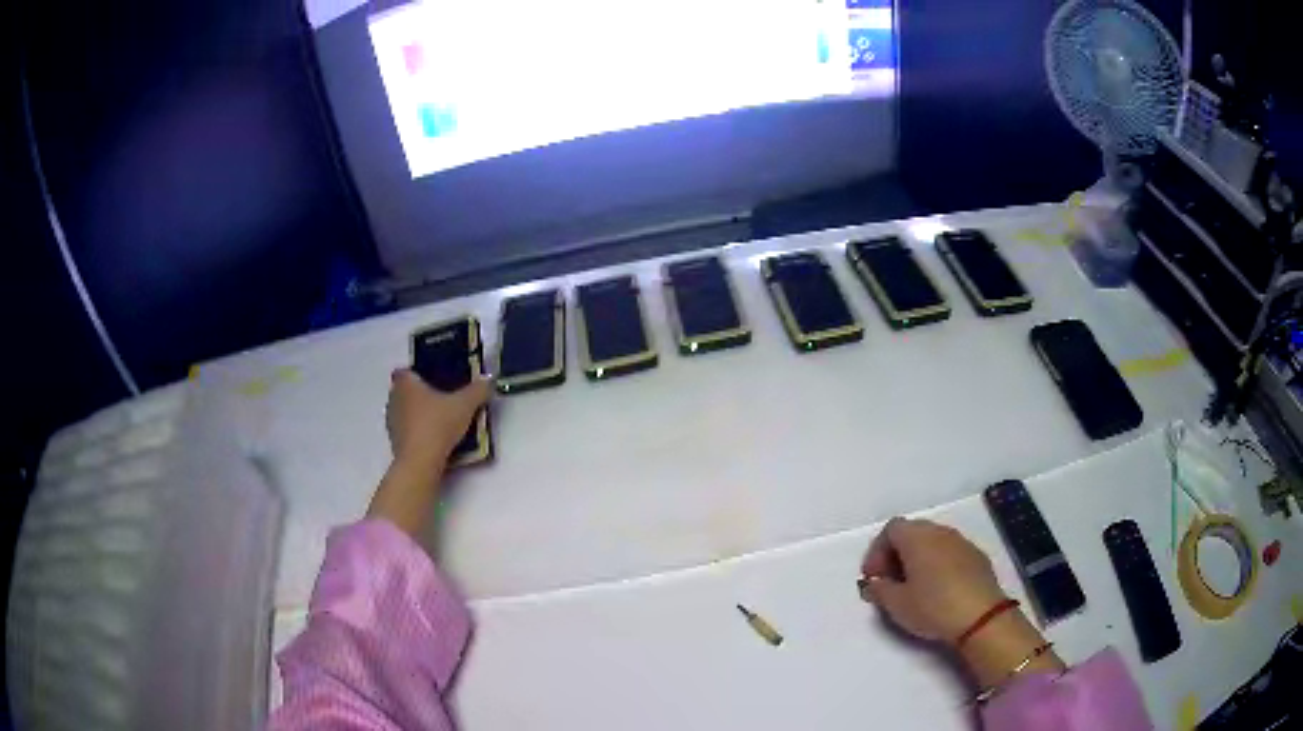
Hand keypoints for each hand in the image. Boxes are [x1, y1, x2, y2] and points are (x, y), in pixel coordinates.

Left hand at [369, 370, 490, 535]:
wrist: (420, 463)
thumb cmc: (438, 425)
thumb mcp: (465, 405)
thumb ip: (478, 390)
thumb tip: (488, 380)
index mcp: (406, 383)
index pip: (405, 371)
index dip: (417, 374)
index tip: (432, 380)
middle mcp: (394, 399)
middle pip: (405, 392)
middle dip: (420, 395)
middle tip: (441, 400)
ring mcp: (391, 423)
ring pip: (405, 412)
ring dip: (418, 415)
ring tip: (440, 422)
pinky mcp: (394, 443)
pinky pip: (407, 432)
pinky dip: (417, 433)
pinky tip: (434, 440)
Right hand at [859, 517, 1064, 688]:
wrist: (981, 616)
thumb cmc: (932, 606)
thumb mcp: (896, 604)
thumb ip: (879, 589)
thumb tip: (875, 582)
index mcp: (917, 537)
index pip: (891, 529)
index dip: (877, 551)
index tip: (873, 577)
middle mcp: (940, 531)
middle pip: (912, 532)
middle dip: (896, 554)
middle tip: (890, 582)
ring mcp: (961, 542)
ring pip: (933, 542)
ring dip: (918, 559)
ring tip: (913, 587)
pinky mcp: (977, 556)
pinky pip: (950, 552)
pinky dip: (938, 564)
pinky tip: (938, 589)